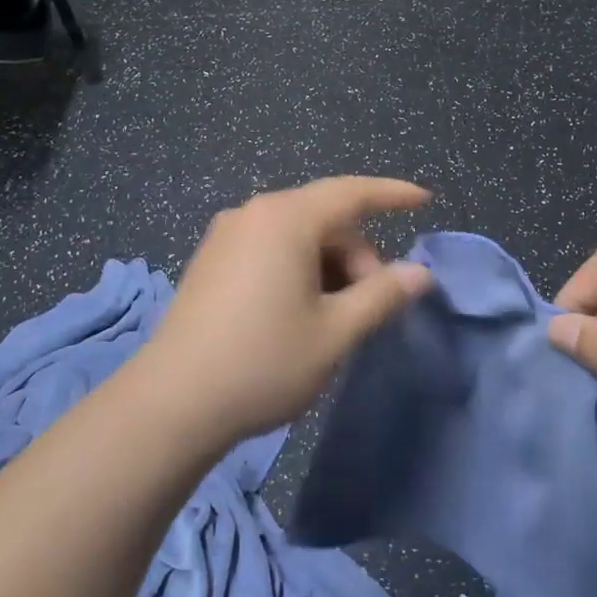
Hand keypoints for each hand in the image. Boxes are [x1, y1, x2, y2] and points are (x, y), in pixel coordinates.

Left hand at [134, 177, 434, 444]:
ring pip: (296, 237)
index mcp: (285, 219)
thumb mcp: (335, 332)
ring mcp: (225, 237)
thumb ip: (382, 295)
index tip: (424, 200)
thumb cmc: (263, 362)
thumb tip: (420, 273)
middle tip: (371, 307)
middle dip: (357, 255)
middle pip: (324, 219)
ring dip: (328, 267)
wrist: (172, 403)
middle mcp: (252, 215)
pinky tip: (301, 312)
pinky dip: (298, 270)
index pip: (351, 193)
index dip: (392, 195)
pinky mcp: (209, 262)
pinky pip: (269, 250)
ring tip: (336, 318)